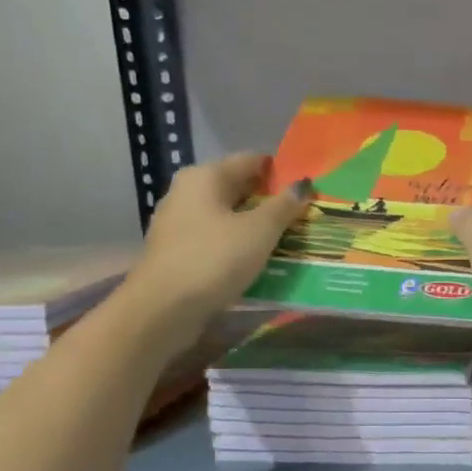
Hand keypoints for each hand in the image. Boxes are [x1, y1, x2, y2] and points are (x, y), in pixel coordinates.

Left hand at [126, 153, 307, 322]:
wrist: (163, 310)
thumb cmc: (214, 259)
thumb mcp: (260, 231)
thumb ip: (284, 205)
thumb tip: (304, 184)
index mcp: (205, 176)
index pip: (251, 161)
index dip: (282, 172)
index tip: (308, 189)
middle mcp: (187, 192)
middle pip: (238, 188)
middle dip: (270, 201)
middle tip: (304, 216)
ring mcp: (179, 223)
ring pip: (227, 216)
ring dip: (255, 225)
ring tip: (288, 239)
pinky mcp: (178, 252)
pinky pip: (217, 239)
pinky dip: (238, 245)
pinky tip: (259, 260)